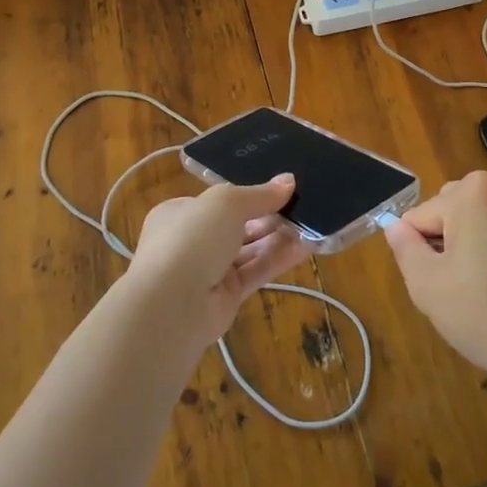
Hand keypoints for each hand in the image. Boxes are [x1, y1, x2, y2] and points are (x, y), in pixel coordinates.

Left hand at [126, 174, 309, 350]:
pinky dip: (280, 258)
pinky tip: (308, 246)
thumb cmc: (192, 238)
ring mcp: (209, 271)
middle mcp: (193, 241)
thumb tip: (289, 181)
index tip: (280, 188)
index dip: (249, 194)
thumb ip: (260, 193)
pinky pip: (258, 271)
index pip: (218, 201)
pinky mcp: (227, 296)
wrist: (172, 305)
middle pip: (238, 225)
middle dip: (269, 215)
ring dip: (280, 236)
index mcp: (180, 213)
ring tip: (313, 221)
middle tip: (304, 203)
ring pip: (250, 249)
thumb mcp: (227, 203)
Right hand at [384, 170, 486, 395]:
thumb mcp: (428, 287)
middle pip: (451, 212)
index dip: (421, 254)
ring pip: (480, 221)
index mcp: (471, 192)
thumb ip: (405, 249)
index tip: (442, 286)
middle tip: (463, 289)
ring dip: (475, 247)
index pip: (420, 218)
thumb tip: (395, 227)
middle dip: (448, 245)